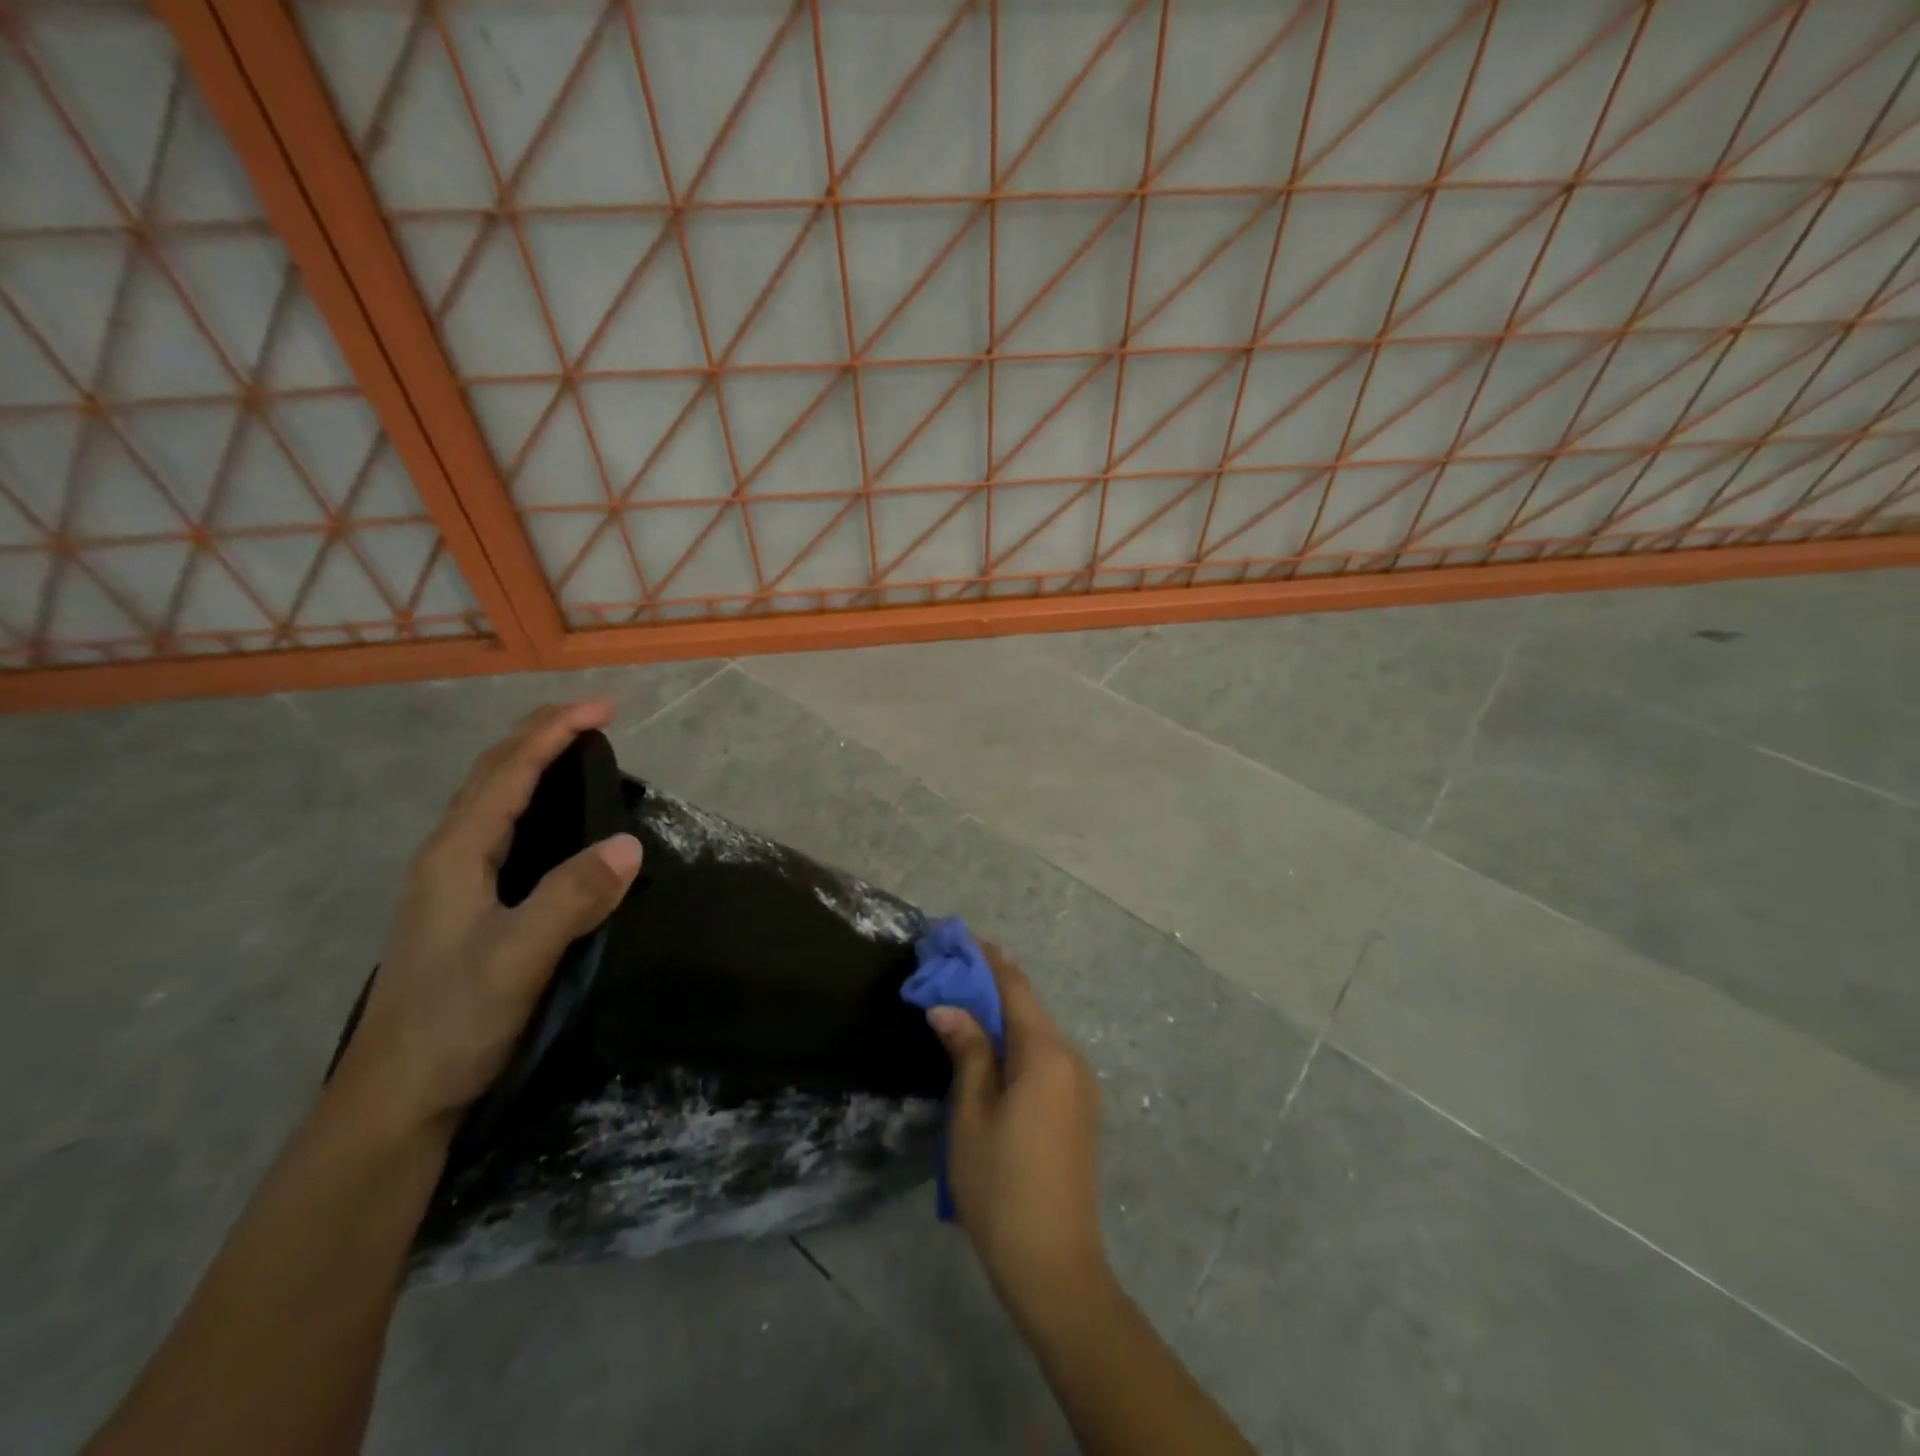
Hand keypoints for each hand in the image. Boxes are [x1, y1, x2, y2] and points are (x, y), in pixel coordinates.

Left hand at [332, 701, 643, 1140]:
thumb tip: (630, 844)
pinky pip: (498, 830)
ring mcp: (450, 883)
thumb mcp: (518, 959)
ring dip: (530, 763)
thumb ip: (571, 898)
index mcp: (455, 856)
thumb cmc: (453, 1022)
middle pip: (492, 775)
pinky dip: (528, 801)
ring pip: (490, 801)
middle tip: (593, 717)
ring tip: (574, 750)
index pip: (509, 773)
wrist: (396, 1097)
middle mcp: (447, 857)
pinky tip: (550, 821)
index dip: (554, 732)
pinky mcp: (463, 907)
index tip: (605, 708)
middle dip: (540, 735)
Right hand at [927, 947, 1111, 1327]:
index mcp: (1046, 1053)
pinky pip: (1045, 1060)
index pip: (1015, 987)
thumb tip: (949, 1006)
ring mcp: (1081, 1086)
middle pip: (1027, 1008)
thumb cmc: (1001, 1185)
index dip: (987, 959)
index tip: (959, 939)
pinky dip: (1017, 1046)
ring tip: (962, 1011)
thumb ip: (967, 1051)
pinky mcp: (1079, 1110)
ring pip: (1036, 1035)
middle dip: (990, 988)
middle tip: (949, 976)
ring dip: (1002, 1018)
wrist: (1055, 1265)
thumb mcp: (972, 1114)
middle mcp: (1071, 1058)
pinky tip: (991, 1055)